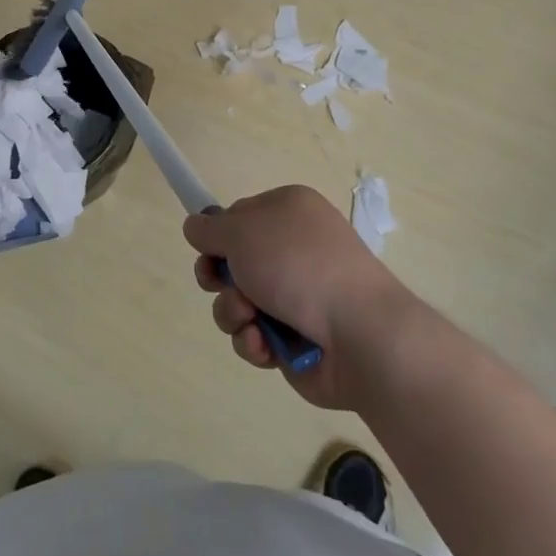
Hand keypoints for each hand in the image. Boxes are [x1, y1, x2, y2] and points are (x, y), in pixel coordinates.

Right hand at [184, 186, 411, 410]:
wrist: (359, 334)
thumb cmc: (298, 266)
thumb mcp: (241, 231)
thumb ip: (209, 228)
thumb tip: (195, 227)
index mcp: (289, 211)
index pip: (237, 216)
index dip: (217, 235)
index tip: (205, 250)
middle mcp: (293, 249)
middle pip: (233, 261)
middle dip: (220, 278)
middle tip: (219, 284)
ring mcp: (297, 295)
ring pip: (238, 301)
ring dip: (233, 312)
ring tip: (250, 320)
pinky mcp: (296, 337)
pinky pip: (255, 335)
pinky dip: (253, 341)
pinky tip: (265, 344)